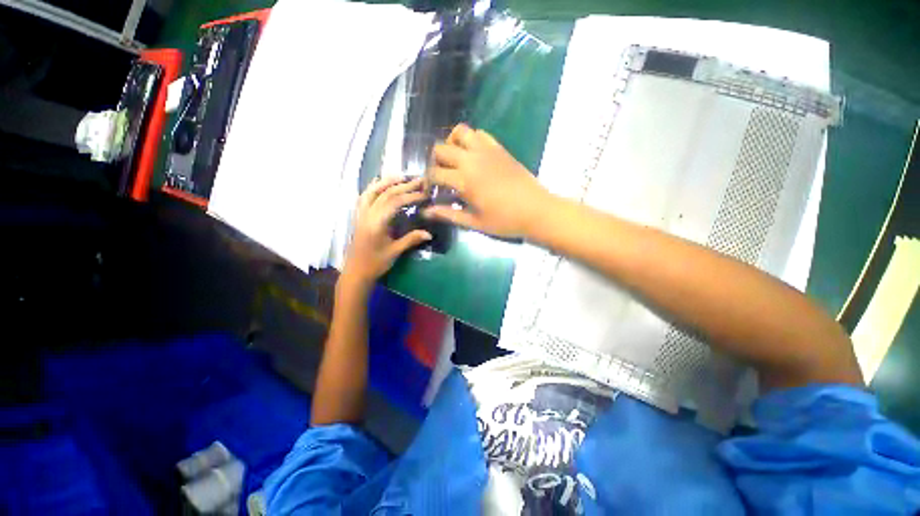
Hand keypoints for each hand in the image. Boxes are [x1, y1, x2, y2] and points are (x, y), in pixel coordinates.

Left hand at [343, 176, 431, 284]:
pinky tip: (380, 183)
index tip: (424, 193)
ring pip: (372, 191)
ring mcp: (361, 214)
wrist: (356, 272)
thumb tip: (429, 233)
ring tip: (401, 176)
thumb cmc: (375, 264)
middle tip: (418, 180)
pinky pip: (365, 196)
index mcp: (376, 223)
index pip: (395, 202)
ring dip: (387, 182)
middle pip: (385, 193)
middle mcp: (367, 214)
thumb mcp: (395, 252)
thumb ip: (411, 240)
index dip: (410, 196)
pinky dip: (373, 187)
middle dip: (403, 185)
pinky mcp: (359, 216)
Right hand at [424, 124, 554, 237]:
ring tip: (455, 161)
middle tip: (441, 176)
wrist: (536, 210)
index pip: (435, 173)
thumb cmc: (505, 221)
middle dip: (435, 161)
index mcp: (464, 180)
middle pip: (441, 148)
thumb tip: (426, 212)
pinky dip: (471, 139)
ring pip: (460, 132)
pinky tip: (474, 156)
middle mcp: (472, 159)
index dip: (427, 181)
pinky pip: (480, 133)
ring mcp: (487, 150)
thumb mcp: (475, 222)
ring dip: (452, 143)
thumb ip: (449, 214)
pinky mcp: (499, 148)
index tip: (430, 190)